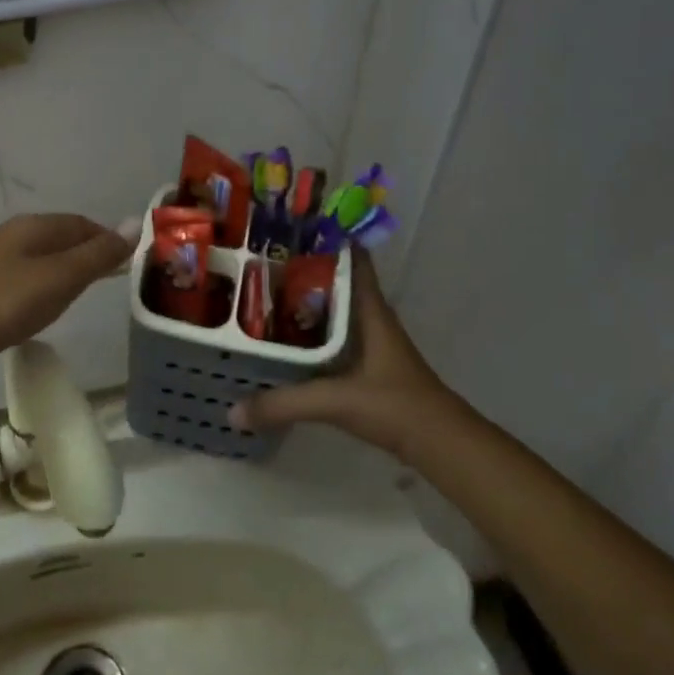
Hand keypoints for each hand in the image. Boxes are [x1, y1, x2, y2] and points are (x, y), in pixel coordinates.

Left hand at [0, 214, 136, 382]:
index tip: (129, 262)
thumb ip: (98, 254)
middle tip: (110, 279)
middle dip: (86, 253)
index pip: (81, 223)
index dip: (107, 238)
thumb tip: (136, 223)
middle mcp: (11, 238)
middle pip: (59, 239)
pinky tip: (40, 310)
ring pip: (39, 261)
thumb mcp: (61, 278)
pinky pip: (22, 283)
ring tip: (80, 294)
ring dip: (63, 272)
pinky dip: (41, 290)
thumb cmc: (7, 303)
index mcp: (32, 227)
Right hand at [228, 252, 472, 456]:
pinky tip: (284, 344)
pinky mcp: (367, 367)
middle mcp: (370, 320)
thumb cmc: (395, 405)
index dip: (325, 240)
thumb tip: (233, 411)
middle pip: (334, 284)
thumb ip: (283, 404)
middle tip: (257, 265)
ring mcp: (371, 344)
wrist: (440, 444)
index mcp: (370, 311)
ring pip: (332, 313)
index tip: (288, 231)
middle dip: (301, 273)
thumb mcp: (335, 401)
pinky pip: (332, 340)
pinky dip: (309, 336)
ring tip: (261, 298)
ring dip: (304, 305)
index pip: (352, 260)